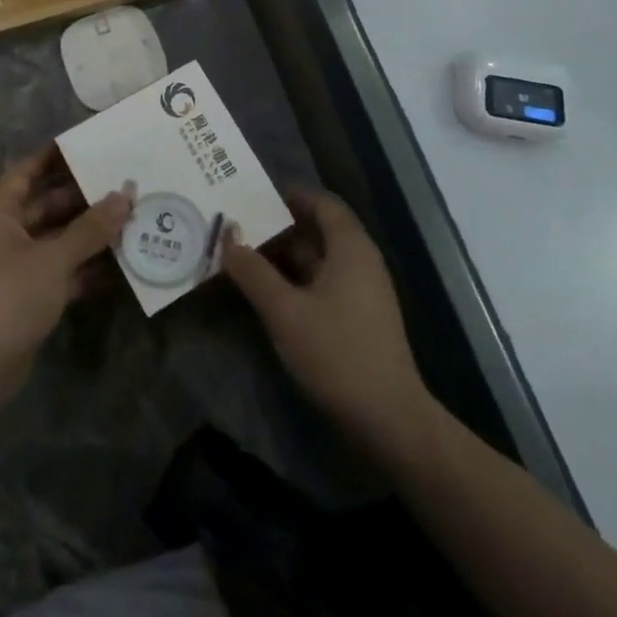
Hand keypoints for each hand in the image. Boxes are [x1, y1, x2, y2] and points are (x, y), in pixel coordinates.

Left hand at [0, 145, 130, 412]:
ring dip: (91, 233)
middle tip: (126, 183)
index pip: (31, 169)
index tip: (94, 143)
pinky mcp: (29, 294)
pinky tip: (122, 263)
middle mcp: (6, 230)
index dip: (59, 155)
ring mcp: (18, 264)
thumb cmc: (9, 296)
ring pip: (59, 237)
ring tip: (133, 218)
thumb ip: (91, 228)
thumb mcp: (54, 258)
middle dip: (86, 197)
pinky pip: (62, 268)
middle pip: (49, 203)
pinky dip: (87, 266)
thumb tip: (125, 194)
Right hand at [221, 189, 428, 450]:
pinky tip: (271, 294)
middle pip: (320, 229)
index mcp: (350, 248)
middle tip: (242, 227)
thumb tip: (227, 237)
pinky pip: (326, 282)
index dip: (291, 195)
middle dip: (280, 227)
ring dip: (286, 256)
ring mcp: (365, 292)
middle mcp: (362, 261)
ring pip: (321, 259)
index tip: (256, 197)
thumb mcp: (284, 311)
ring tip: (247, 257)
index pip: (322, 203)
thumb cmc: (336, 353)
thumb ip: (253, 272)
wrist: (389, 420)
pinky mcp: (362, 318)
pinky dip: (299, 279)